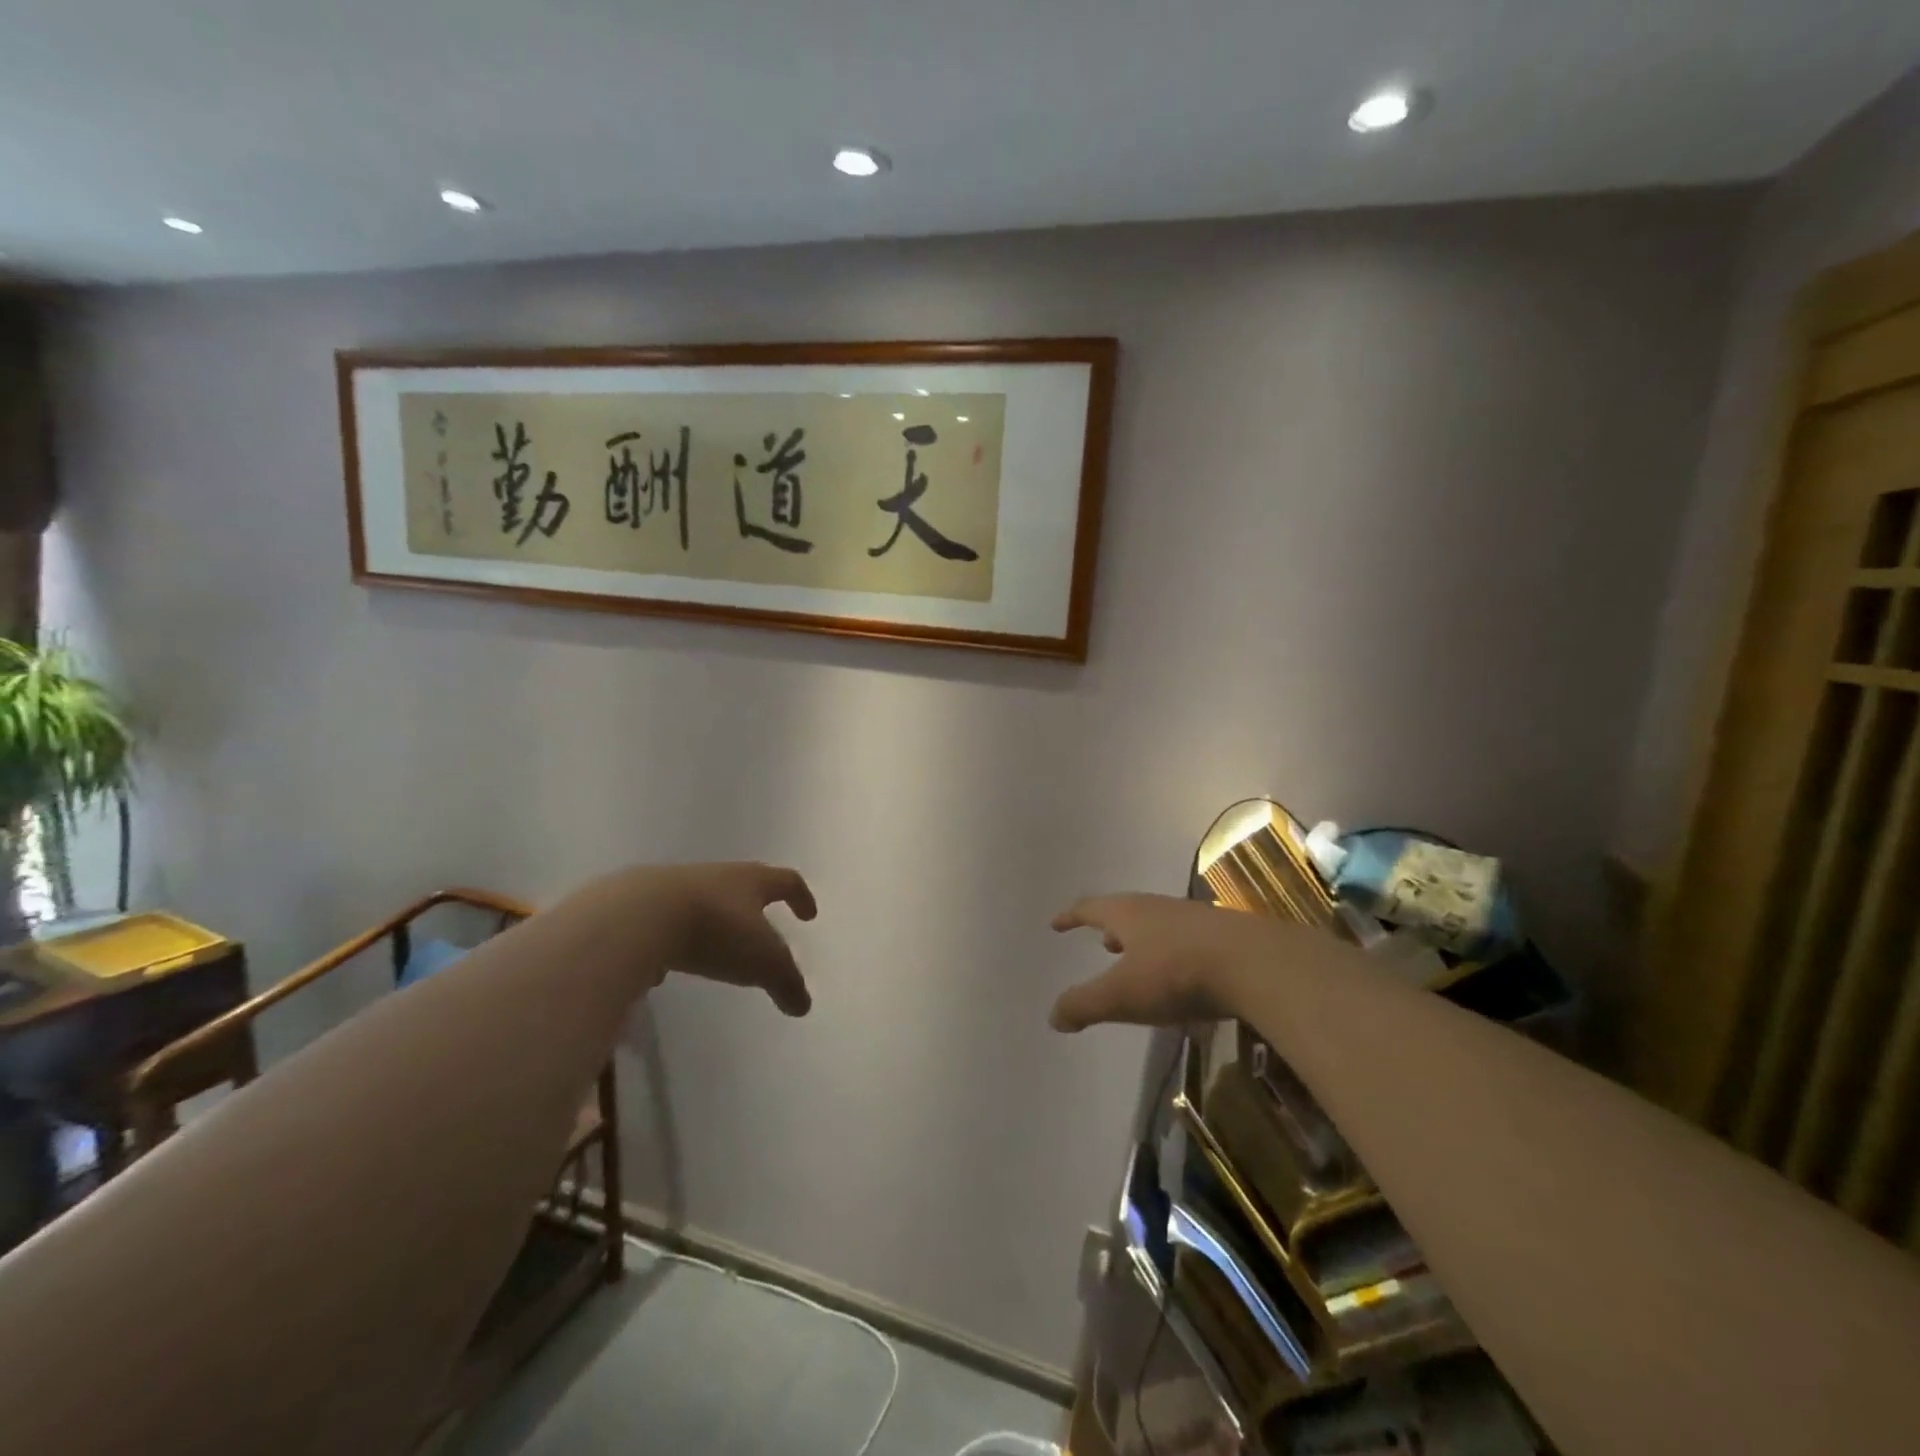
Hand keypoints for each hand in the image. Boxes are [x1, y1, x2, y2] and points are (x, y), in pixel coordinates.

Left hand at [639, 862, 817, 1015]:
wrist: (637, 917)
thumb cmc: (715, 930)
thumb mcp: (762, 962)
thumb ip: (786, 982)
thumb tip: (803, 1005)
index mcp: (751, 881)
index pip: (785, 881)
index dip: (800, 897)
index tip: (808, 915)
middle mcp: (716, 876)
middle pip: (743, 885)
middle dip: (756, 906)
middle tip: (763, 928)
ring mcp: (674, 887)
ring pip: (703, 901)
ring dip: (714, 922)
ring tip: (715, 952)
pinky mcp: (640, 906)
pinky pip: (665, 922)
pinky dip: (674, 940)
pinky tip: (667, 964)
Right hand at [1048, 893, 1299, 1031]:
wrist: (1255, 964)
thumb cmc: (1176, 974)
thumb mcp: (1122, 995)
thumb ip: (1084, 1005)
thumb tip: (1053, 1016)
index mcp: (1129, 914)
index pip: (1090, 909)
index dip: (1071, 917)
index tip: (1056, 923)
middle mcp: (1159, 909)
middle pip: (1128, 913)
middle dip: (1112, 929)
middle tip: (1102, 943)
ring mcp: (1195, 921)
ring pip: (1160, 927)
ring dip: (1144, 942)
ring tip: (1139, 960)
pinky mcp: (1225, 938)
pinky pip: (1188, 945)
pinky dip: (1174, 957)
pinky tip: (1184, 982)